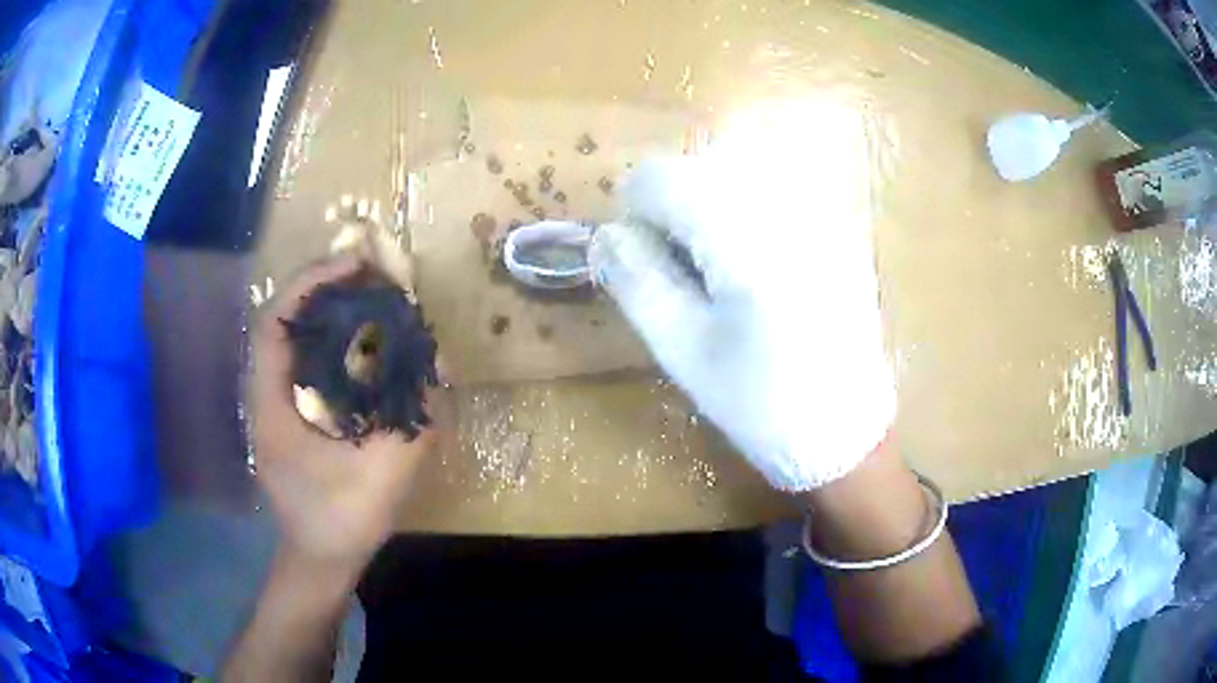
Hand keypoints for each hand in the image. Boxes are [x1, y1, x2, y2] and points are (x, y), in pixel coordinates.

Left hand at [248, 256, 443, 570]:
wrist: (317, 560)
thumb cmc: (339, 523)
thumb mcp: (382, 478)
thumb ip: (412, 424)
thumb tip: (437, 371)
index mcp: (272, 406)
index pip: (276, 322)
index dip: (310, 283)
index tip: (354, 266)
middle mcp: (266, 395)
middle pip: (284, 321)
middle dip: (323, 289)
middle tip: (369, 276)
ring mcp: (274, 405)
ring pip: (292, 339)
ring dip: (326, 312)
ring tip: (368, 298)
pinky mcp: (288, 415)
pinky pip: (304, 362)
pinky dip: (330, 342)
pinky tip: (361, 345)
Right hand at [589, 99, 895, 490]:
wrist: (846, 431)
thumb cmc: (760, 403)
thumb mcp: (684, 350)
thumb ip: (638, 281)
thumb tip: (607, 233)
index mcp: (746, 241)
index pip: (664, 178)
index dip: (636, 209)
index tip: (641, 255)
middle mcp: (789, 209)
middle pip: (703, 164)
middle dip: (675, 205)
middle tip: (681, 267)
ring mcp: (822, 214)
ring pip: (741, 169)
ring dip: (711, 203)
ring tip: (718, 264)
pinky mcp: (839, 228)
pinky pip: (778, 189)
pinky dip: (748, 210)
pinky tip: (757, 262)